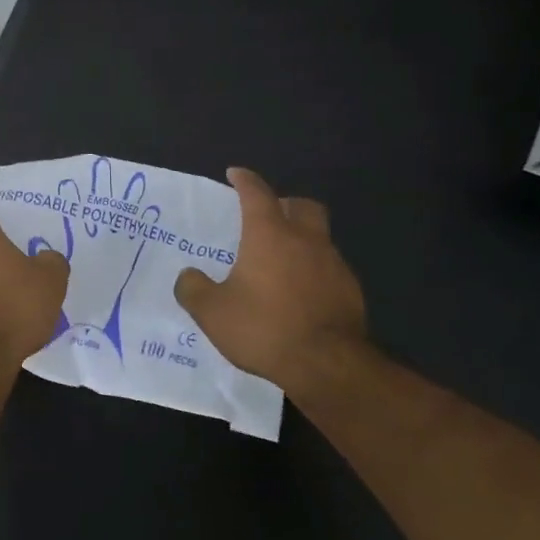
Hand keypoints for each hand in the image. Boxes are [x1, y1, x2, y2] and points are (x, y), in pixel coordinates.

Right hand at [173, 167, 368, 398]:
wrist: (327, 365)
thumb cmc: (264, 328)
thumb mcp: (211, 312)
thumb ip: (193, 288)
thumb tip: (188, 276)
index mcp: (270, 235)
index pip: (257, 194)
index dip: (245, 180)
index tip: (235, 174)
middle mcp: (306, 241)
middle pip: (302, 206)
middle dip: (284, 203)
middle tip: (267, 216)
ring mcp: (333, 264)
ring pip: (318, 237)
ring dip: (300, 239)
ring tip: (280, 262)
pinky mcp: (350, 290)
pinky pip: (329, 268)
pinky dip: (313, 270)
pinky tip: (299, 293)